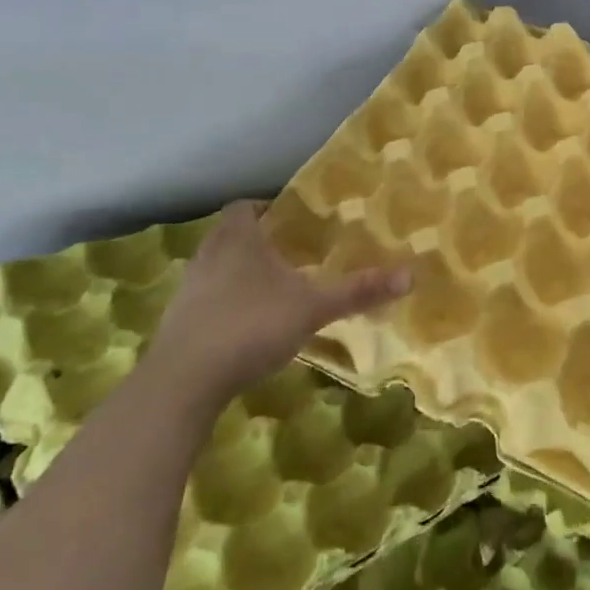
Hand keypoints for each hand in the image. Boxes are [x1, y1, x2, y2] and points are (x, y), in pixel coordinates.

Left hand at [147, 200, 410, 405]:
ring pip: (217, 269)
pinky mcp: (178, 325)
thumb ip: (359, 291)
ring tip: (276, 289)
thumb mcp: (313, 307)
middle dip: (259, 241)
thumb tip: (411, 274)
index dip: (267, 208)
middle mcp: (208, 256)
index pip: (244, 206)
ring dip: (242, 274)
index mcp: (237, 239)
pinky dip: (227, 305)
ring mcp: (188, 291)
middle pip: (230, 236)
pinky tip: (250, 326)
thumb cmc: (250, 326)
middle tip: (293, 253)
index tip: (293, 220)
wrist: (182, 383)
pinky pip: (207, 301)